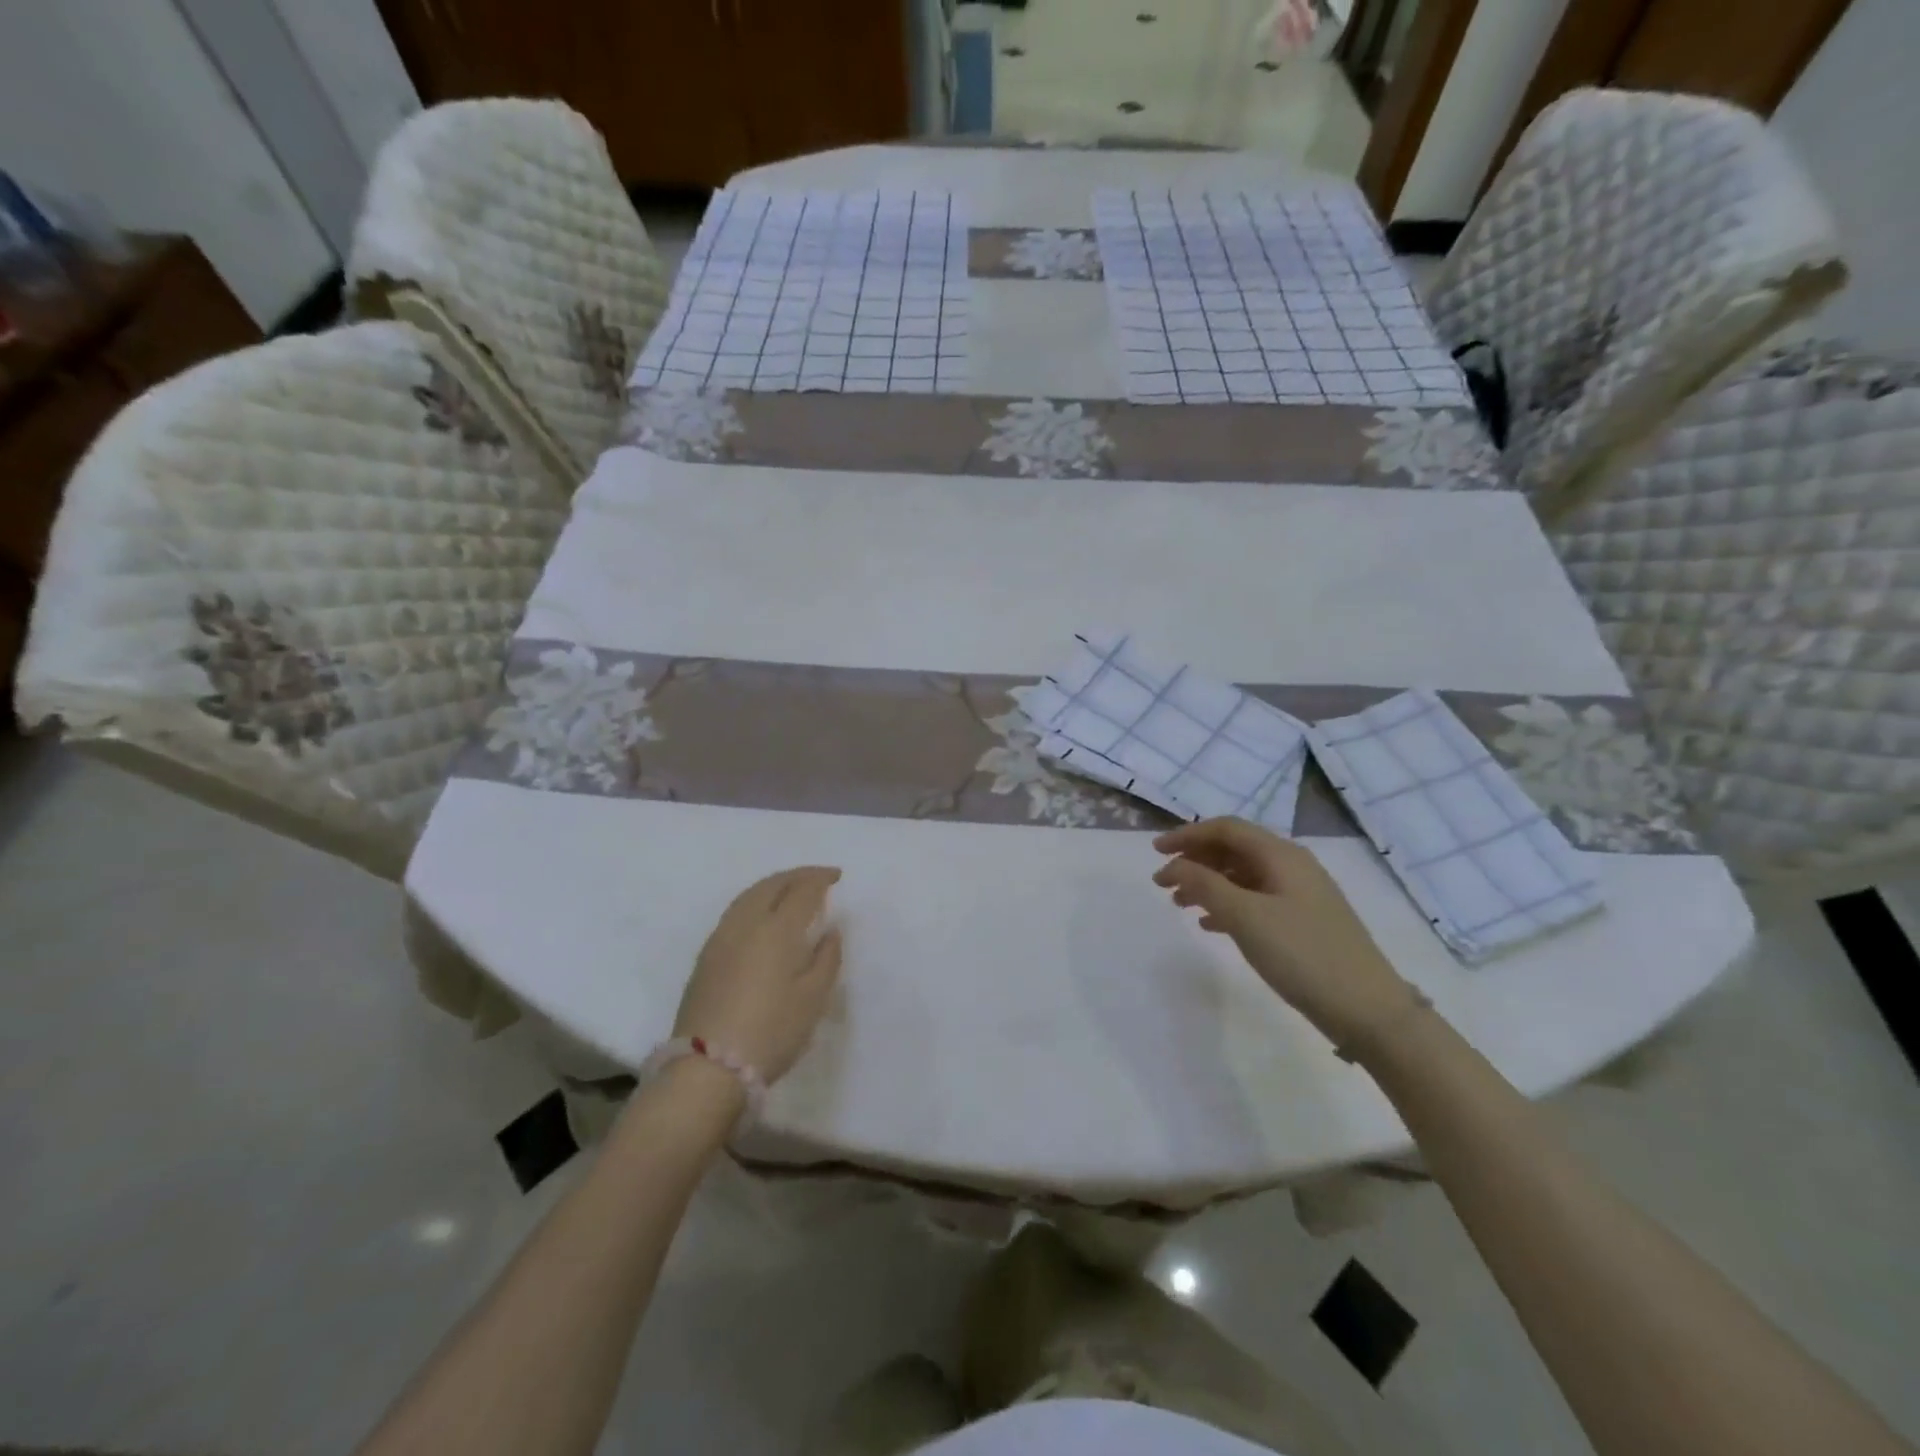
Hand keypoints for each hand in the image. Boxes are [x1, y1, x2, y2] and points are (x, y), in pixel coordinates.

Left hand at [674, 866, 844, 1082]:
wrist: (707, 1068)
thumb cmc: (771, 1032)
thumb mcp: (813, 998)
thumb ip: (827, 958)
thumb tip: (831, 930)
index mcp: (777, 929)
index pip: (802, 890)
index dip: (820, 878)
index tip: (836, 876)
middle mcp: (746, 924)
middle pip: (771, 885)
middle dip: (796, 875)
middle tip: (816, 877)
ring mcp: (720, 939)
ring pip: (748, 896)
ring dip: (773, 885)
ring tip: (790, 890)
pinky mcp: (705, 957)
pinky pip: (734, 912)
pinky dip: (754, 901)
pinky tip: (761, 915)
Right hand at [1153, 819, 1415, 1051]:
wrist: (1369, 1010)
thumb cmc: (1302, 955)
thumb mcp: (1246, 917)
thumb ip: (1204, 885)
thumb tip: (1172, 865)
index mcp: (1281, 855)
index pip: (1226, 829)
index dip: (1187, 835)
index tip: (1155, 852)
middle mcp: (1292, 865)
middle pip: (1234, 848)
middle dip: (1196, 860)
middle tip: (1164, 882)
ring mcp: (1301, 894)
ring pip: (1243, 875)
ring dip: (1209, 883)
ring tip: (1180, 904)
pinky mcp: (1305, 921)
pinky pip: (1256, 898)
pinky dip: (1228, 904)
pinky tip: (1211, 924)